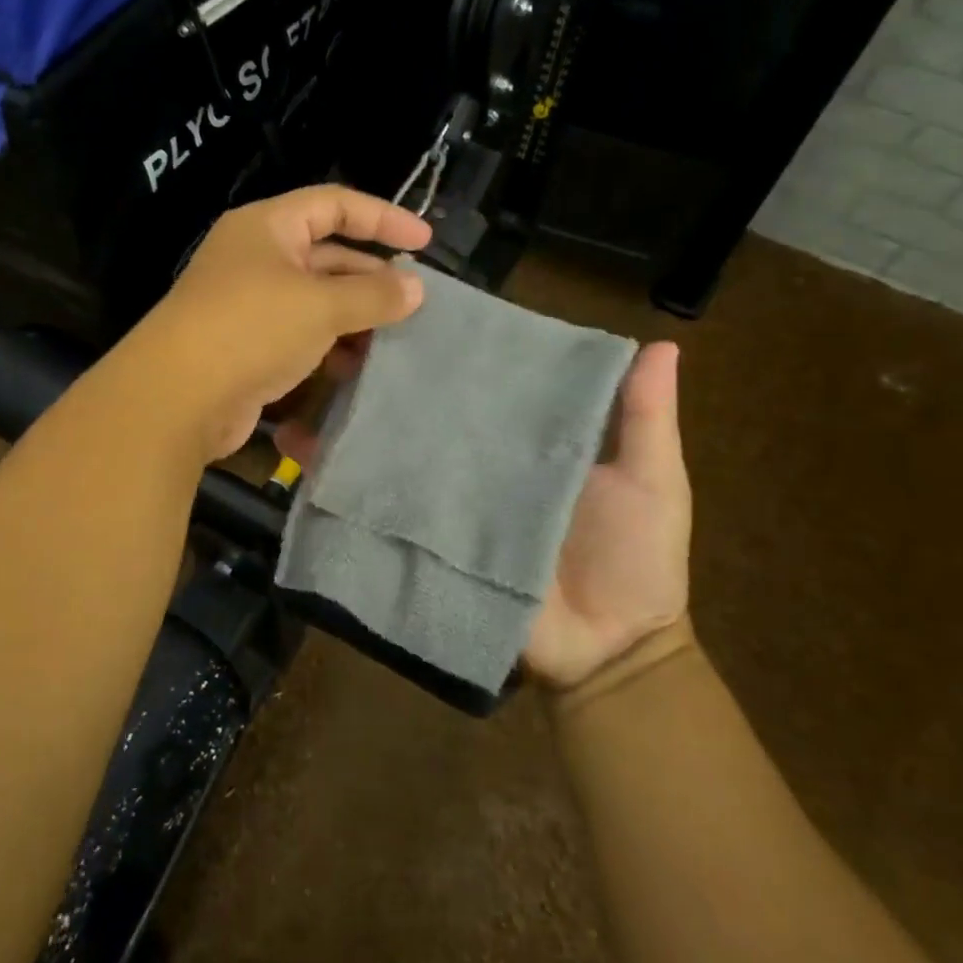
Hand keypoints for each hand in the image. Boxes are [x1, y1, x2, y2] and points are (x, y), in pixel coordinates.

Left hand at [131, 186, 431, 462]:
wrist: (177, 398)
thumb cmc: (250, 329)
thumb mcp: (320, 305)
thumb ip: (373, 294)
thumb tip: (416, 288)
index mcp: (267, 227)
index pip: (335, 204)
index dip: (383, 218)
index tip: (424, 242)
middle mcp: (256, 258)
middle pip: (327, 255)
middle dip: (370, 277)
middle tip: (412, 303)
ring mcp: (248, 304)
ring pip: (315, 301)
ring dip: (352, 318)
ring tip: (390, 340)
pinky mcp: (247, 346)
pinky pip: (299, 335)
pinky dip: (327, 346)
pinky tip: (353, 368)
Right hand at [276, 338, 693, 692]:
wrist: (608, 656)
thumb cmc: (637, 561)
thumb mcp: (651, 481)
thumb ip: (644, 419)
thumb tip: (662, 344)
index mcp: (522, 437)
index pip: (477, 379)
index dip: (444, 346)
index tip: (404, 307)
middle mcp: (474, 459)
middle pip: (421, 408)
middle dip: (380, 373)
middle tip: (339, 338)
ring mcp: (444, 500)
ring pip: (388, 449)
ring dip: (347, 418)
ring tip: (305, 380)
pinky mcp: (422, 540)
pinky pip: (377, 507)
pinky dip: (339, 481)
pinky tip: (300, 452)